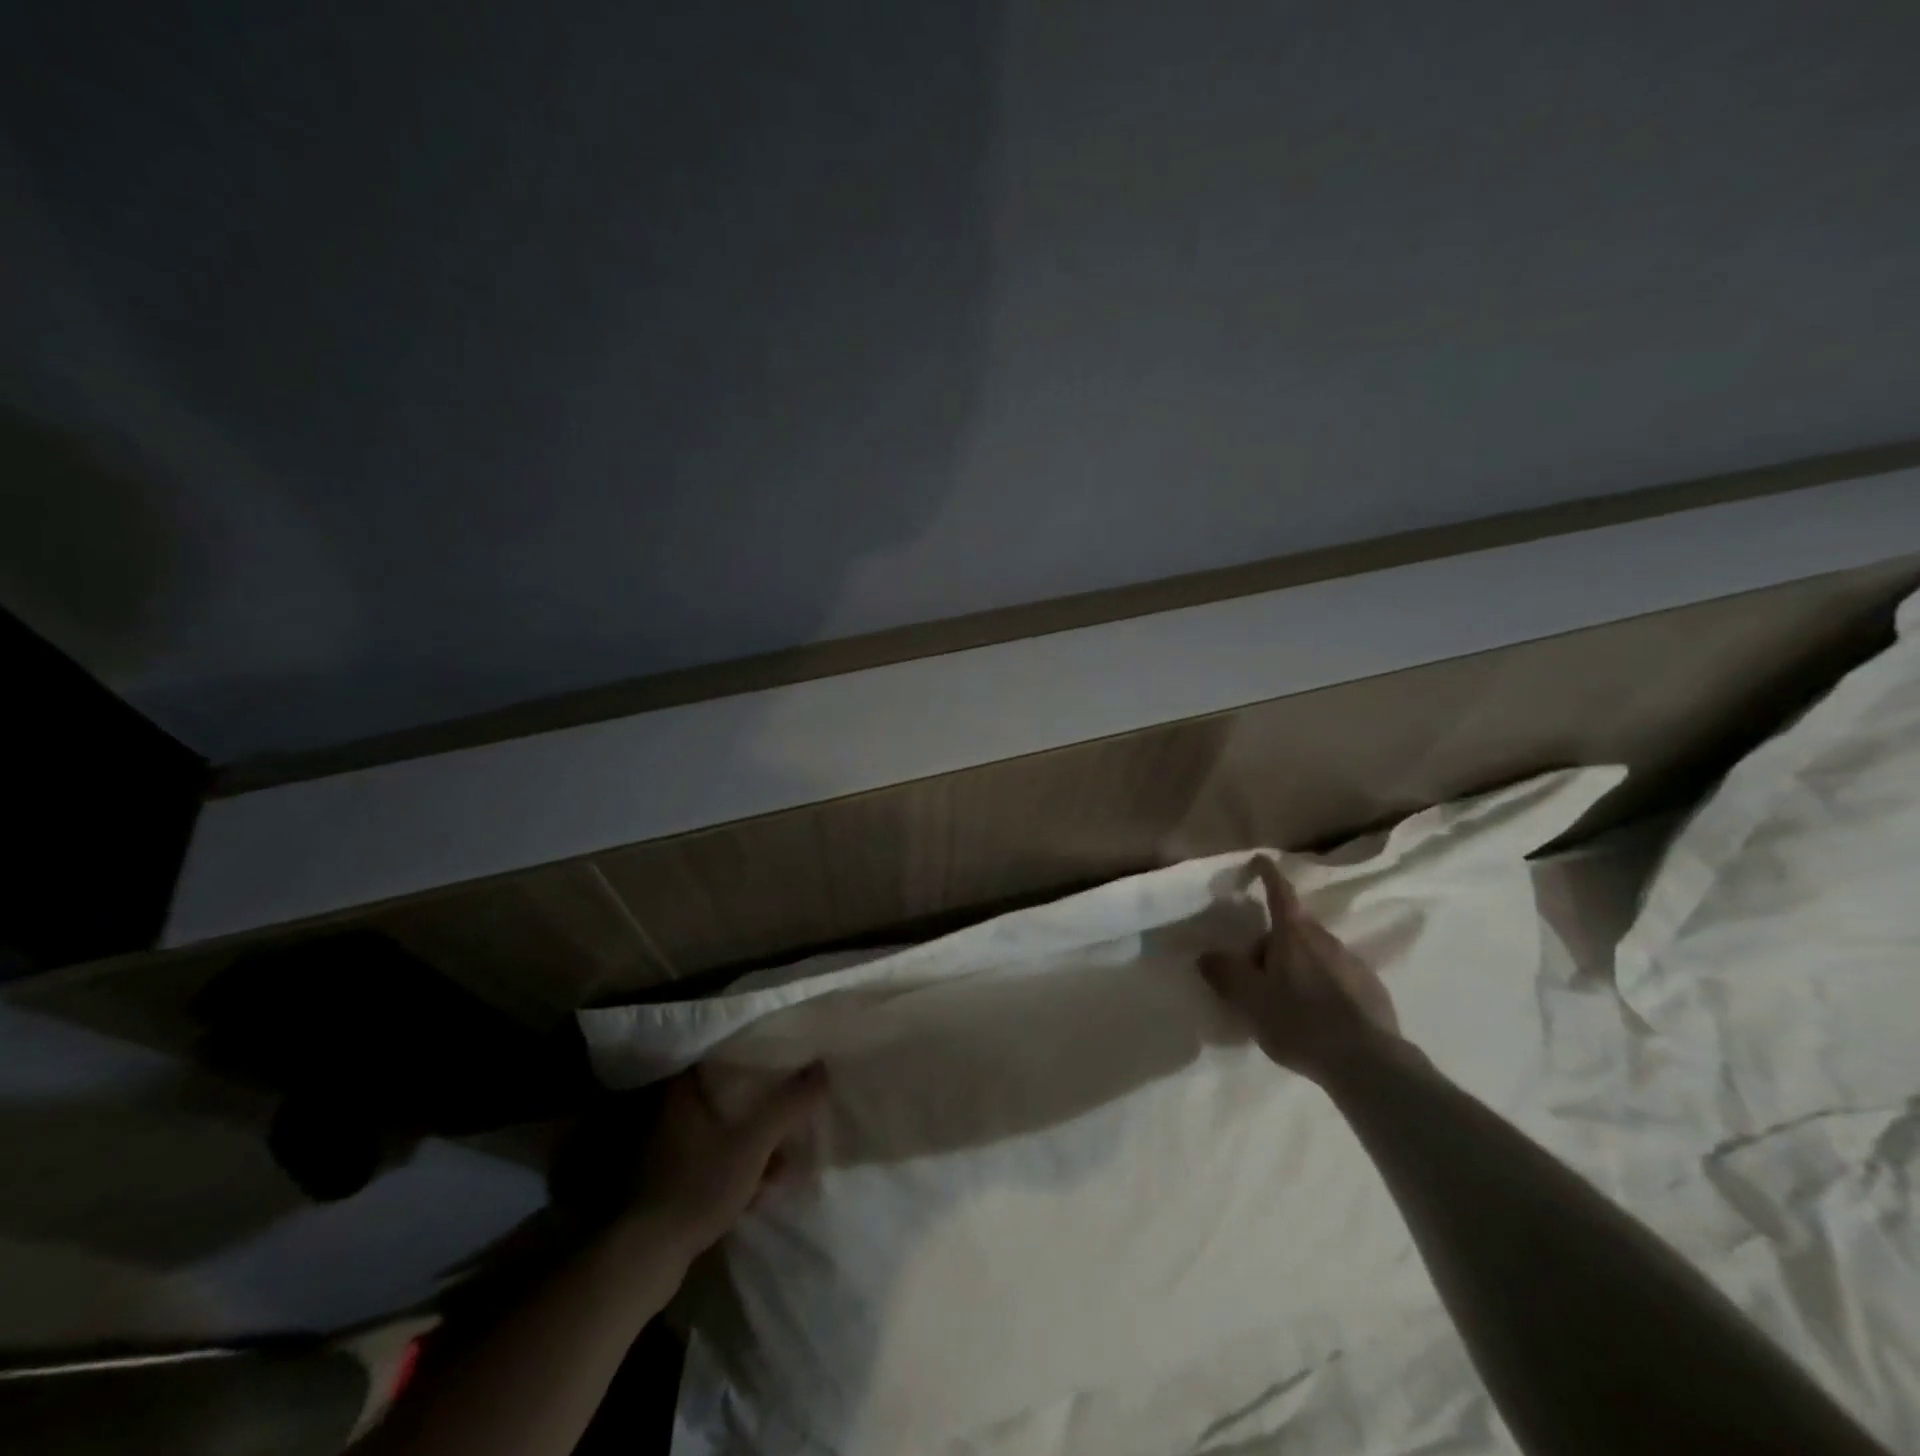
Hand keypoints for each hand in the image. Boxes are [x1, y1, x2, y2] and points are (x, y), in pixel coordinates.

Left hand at [627, 1064, 828, 1261]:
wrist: (648, 1257)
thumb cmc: (699, 1185)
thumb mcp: (754, 1142)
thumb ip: (788, 1106)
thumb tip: (821, 1068)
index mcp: (682, 1094)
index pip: (715, 1056)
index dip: (746, 1052)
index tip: (774, 1052)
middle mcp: (669, 1117)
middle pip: (721, 1096)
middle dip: (756, 1104)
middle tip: (785, 1103)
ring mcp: (666, 1154)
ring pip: (719, 1133)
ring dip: (750, 1141)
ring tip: (782, 1155)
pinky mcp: (668, 1186)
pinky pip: (711, 1163)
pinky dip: (735, 1168)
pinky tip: (760, 1188)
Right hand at [1199, 858, 1402, 1083]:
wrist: (1369, 1065)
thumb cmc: (1301, 1022)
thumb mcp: (1250, 1000)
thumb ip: (1225, 974)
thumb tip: (1206, 956)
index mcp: (1294, 934)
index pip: (1279, 892)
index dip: (1267, 874)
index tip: (1260, 860)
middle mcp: (1326, 939)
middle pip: (1292, 930)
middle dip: (1272, 944)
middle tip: (1255, 977)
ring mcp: (1353, 964)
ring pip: (1314, 955)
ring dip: (1296, 968)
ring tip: (1284, 1004)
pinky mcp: (1372, 991)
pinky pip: (1336, 978)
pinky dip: (1320, 988)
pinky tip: (1315, 1019)